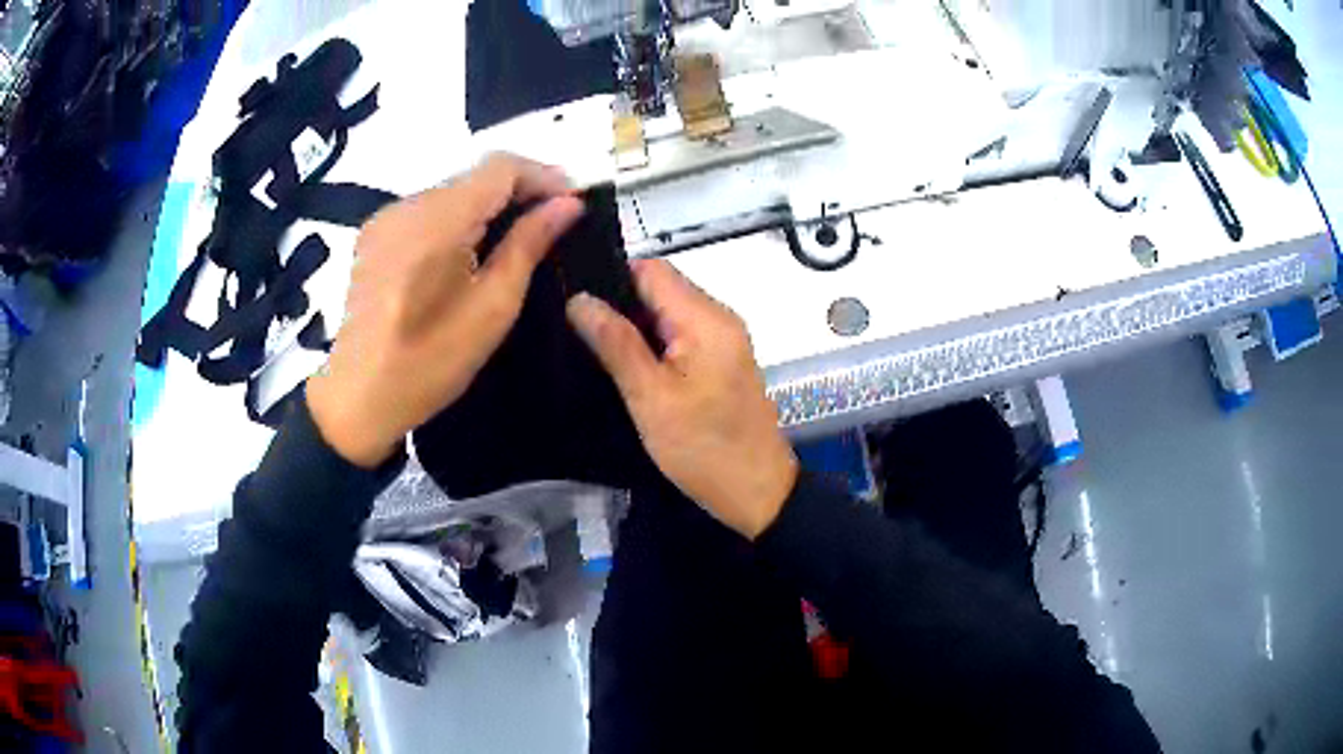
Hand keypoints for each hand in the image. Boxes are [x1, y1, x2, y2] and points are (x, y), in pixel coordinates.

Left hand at [308, 154, 583, 466]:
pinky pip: (427, 209)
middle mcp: (406, 207)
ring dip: (489, 204)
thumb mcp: (492, 308)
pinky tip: (471, 249)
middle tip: (553, 220)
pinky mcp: (374, 235)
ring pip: (452, 190)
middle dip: (519, 189)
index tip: (572, 201)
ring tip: (518, 236)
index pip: (499, 168)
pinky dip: (458, 218)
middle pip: (474, 175)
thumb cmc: (430, 363)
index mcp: (436, 222)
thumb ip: (529, 245)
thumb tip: (567, 205)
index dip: (542, 175)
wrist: (358, 397)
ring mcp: (385, 219)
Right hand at [566, 259, 798, 538]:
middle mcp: (719, 317)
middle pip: (660, 287)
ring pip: (668, 312)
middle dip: (619, 304)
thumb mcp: (651, 398)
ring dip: (635, 326)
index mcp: (705, 318)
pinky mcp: (722, 360)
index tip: (574, 302)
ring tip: (593, 347)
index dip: (610, 279)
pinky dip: (654, 343)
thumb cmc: (703, 448)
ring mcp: (724, 339)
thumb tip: (579, 298)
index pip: (651, 269)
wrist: (757, 492)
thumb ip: (615, 343)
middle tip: (576, 331)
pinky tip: (627, 365)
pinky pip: (681, 334)